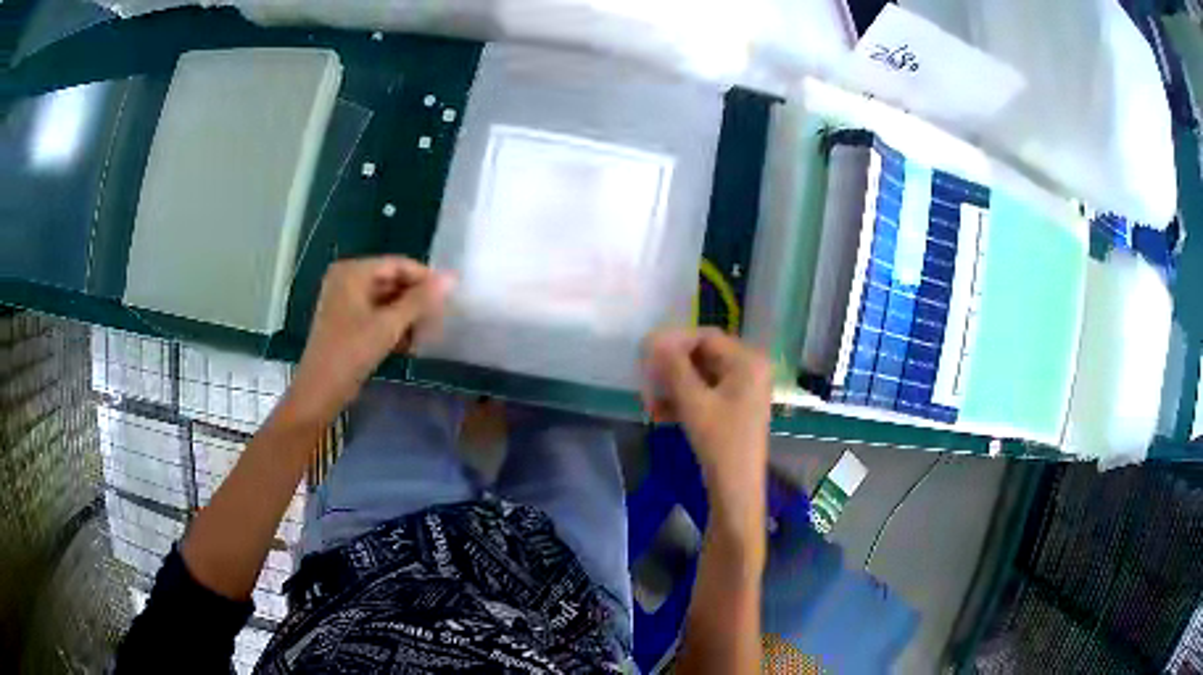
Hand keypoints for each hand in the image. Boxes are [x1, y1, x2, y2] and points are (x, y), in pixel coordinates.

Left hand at [290, 256, 452, 419]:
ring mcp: (345, 300)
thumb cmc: (351, 353)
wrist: (319, 391)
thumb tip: (452, 278)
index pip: (398, 264)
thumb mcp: (388, 325)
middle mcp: (347, 279)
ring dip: (407, 316)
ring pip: (386, 300)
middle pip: (392, 281)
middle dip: (416, 301)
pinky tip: (408, 345)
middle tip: (439, 320)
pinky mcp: (346, 321)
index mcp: (353, 271)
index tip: (449, 298)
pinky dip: (393, 326)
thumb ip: (420, 300)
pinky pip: (376, 314)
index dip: (425, 279)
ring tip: (426, 335)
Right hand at [643, 329, 771, 537]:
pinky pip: (705, 393)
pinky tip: (659, 414)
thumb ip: (673, 368)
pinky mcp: (734, 408)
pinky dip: (683, 400)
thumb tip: (652, 339)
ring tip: (649, 403)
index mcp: (748, 361)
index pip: (705, 337)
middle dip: (671, 368)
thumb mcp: (693, 403)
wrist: (736, 489)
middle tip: (645, 381)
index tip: (645, 355)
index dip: (673, 343)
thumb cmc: (720, 442)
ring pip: (700, 376)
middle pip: (702, 355)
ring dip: (673, 386)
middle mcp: (750, 369)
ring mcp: (743, 389)